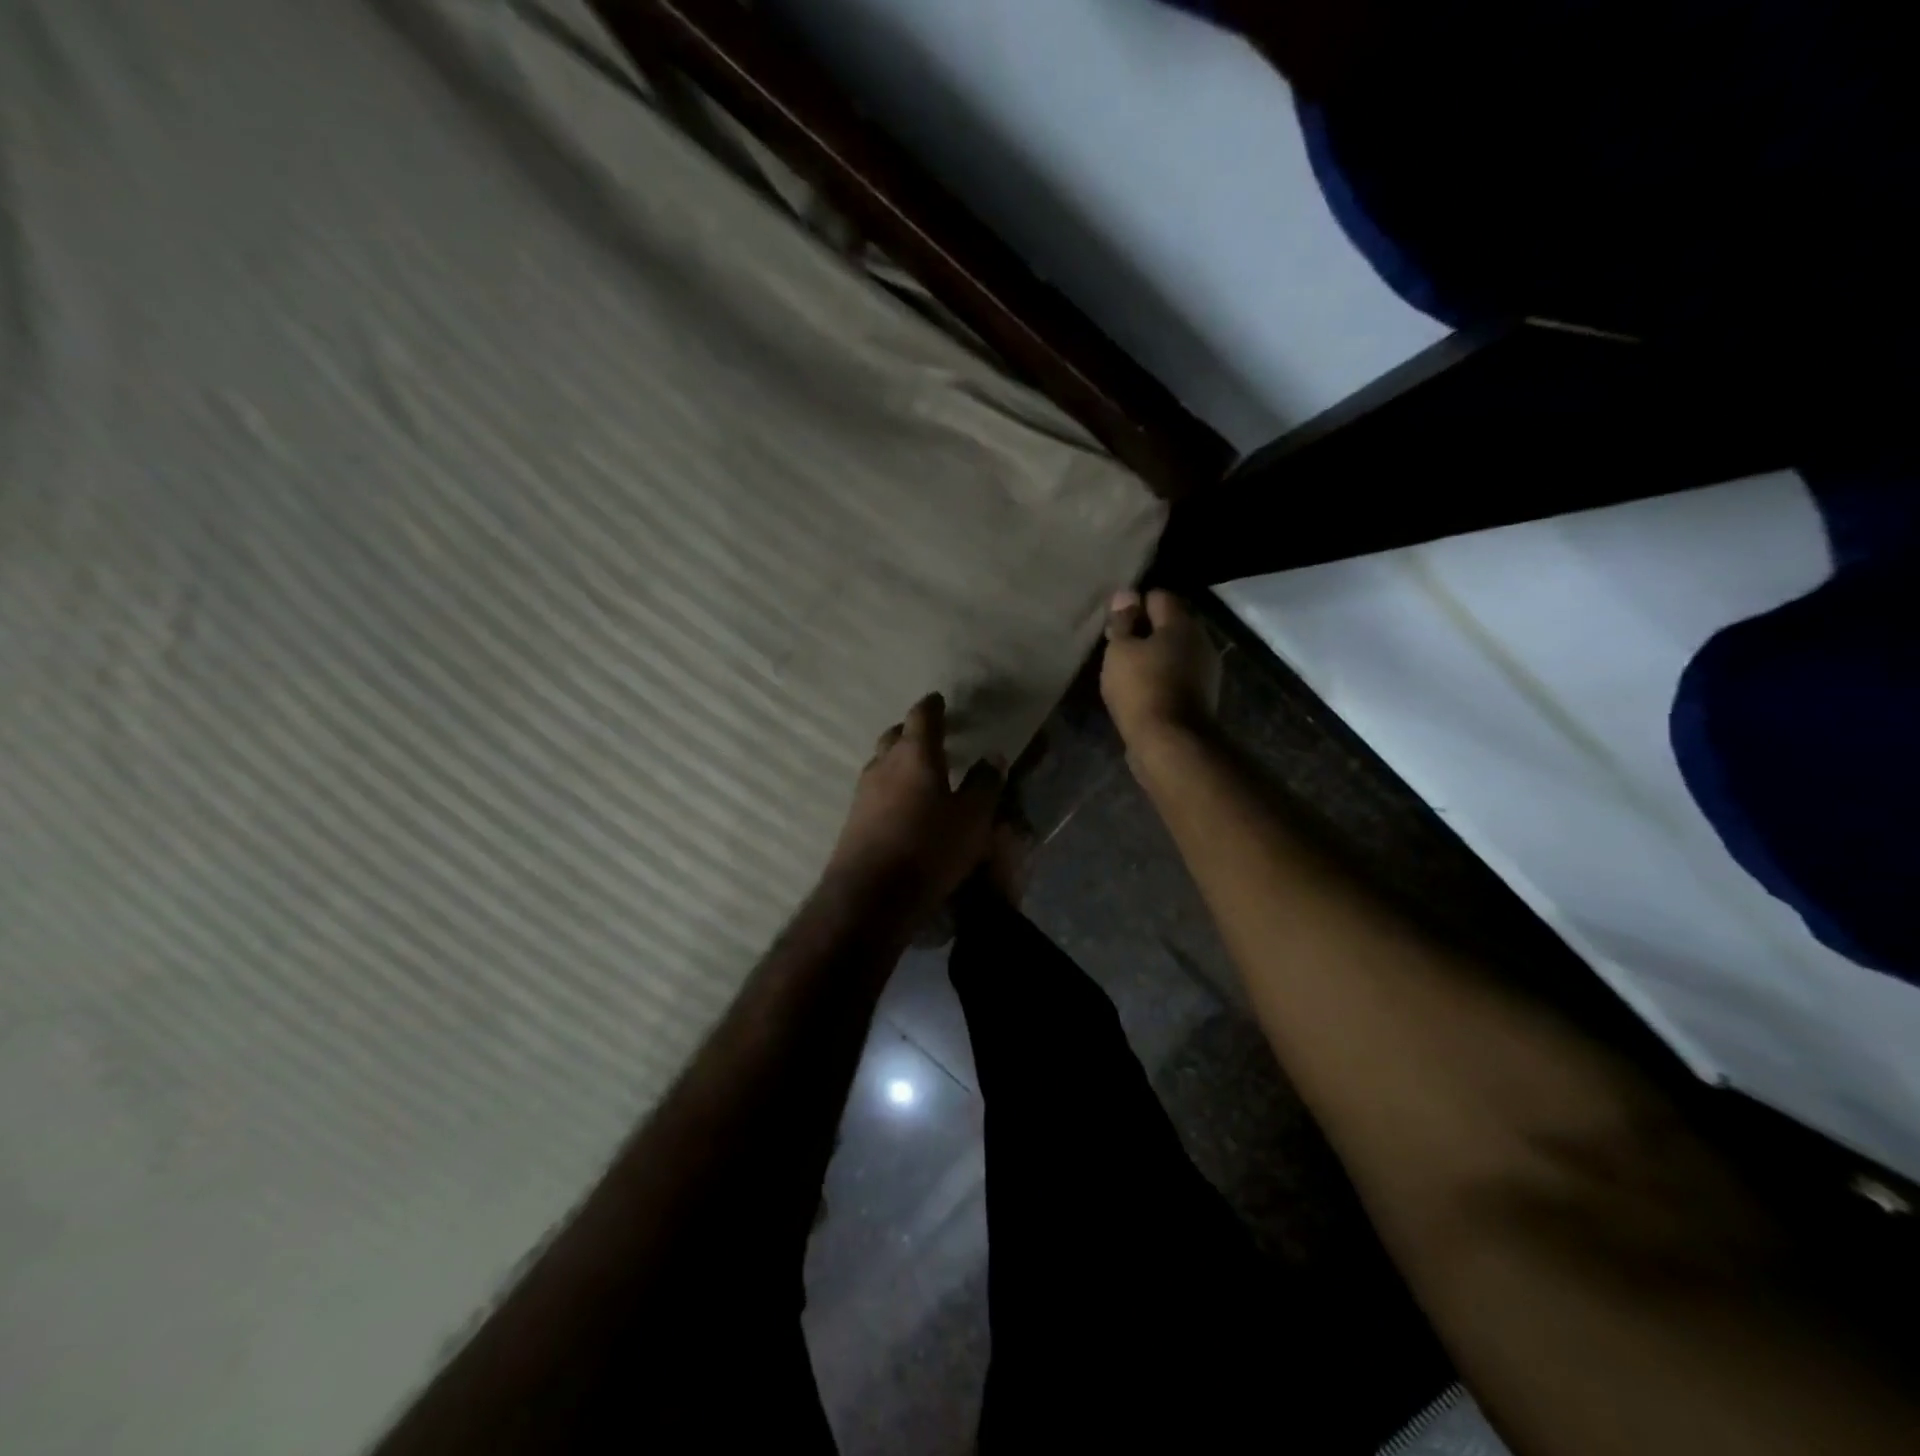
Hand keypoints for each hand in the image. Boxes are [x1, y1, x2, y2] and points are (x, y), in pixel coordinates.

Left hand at [825, 693, 1004, 919]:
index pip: (922, 716)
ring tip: (918, 771)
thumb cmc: (930, 848)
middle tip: (930, 736)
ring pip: (881, 763)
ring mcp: (863, 792)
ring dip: (898, 760)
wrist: (870, 895)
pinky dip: (890, 787)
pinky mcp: (853, 819)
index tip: (939, 700)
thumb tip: (993, 756)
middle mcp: (884, 765)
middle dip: (911, 731)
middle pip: (895, 736)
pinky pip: (874, 790)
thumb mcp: (973, 819)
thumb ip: (985, 784)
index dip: (932, 706)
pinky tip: (902, 804)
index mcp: (915, 754)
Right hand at [1100, 589, 1221, 747]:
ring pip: (1175, 651)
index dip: (1134, 606)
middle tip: (1118, 649)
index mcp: (1182, 623)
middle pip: (1170, 624)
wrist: (1170, 743)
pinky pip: (1178, 675)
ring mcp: (1206, 670)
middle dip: (1145, 631)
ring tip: (1127, 672)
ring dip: (1154, 656)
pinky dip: (1162, 677)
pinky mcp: (1203, 696)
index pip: (1158, 597)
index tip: (1115, 626)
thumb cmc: (1140, 688)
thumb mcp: (1120, 650)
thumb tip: (1126, 594)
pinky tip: (1143, 691)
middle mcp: (1201, 640)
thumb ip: (1122, 621)